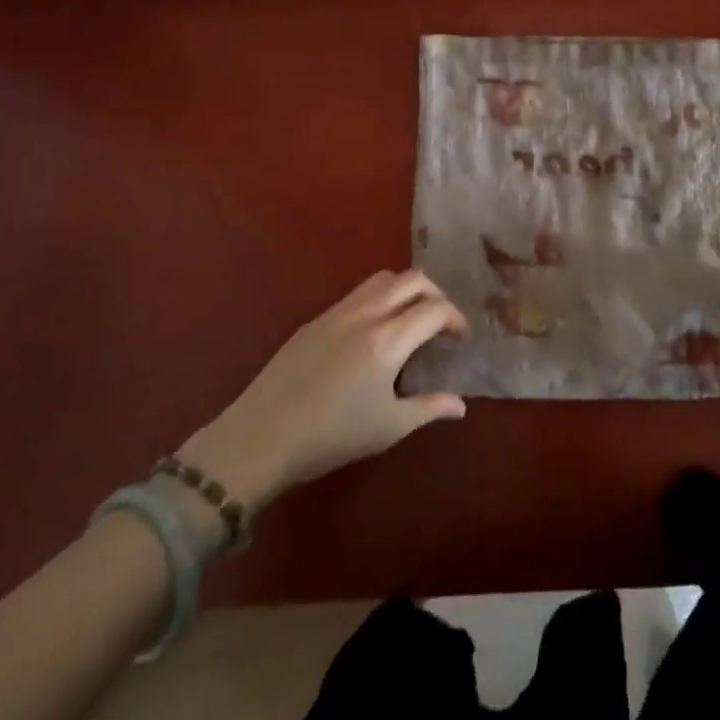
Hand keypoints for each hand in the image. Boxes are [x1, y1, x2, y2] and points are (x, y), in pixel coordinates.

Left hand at [178, 270, 467, 509]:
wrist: (258, 440)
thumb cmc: (330, 437)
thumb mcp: (388, 428)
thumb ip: (429, 408)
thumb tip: (461, 404)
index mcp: (387, 340)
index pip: (435, 309)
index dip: (456, 319)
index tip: (460, 339)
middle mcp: (365, 315)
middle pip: (412, 279)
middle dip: (435, 294)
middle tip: (440, 322)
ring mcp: (336, 313)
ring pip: (382, 280)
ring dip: (405, 290)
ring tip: (409, 320)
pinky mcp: (314, 321)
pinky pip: (356, 295)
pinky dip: (378, 300)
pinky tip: (372, 334)